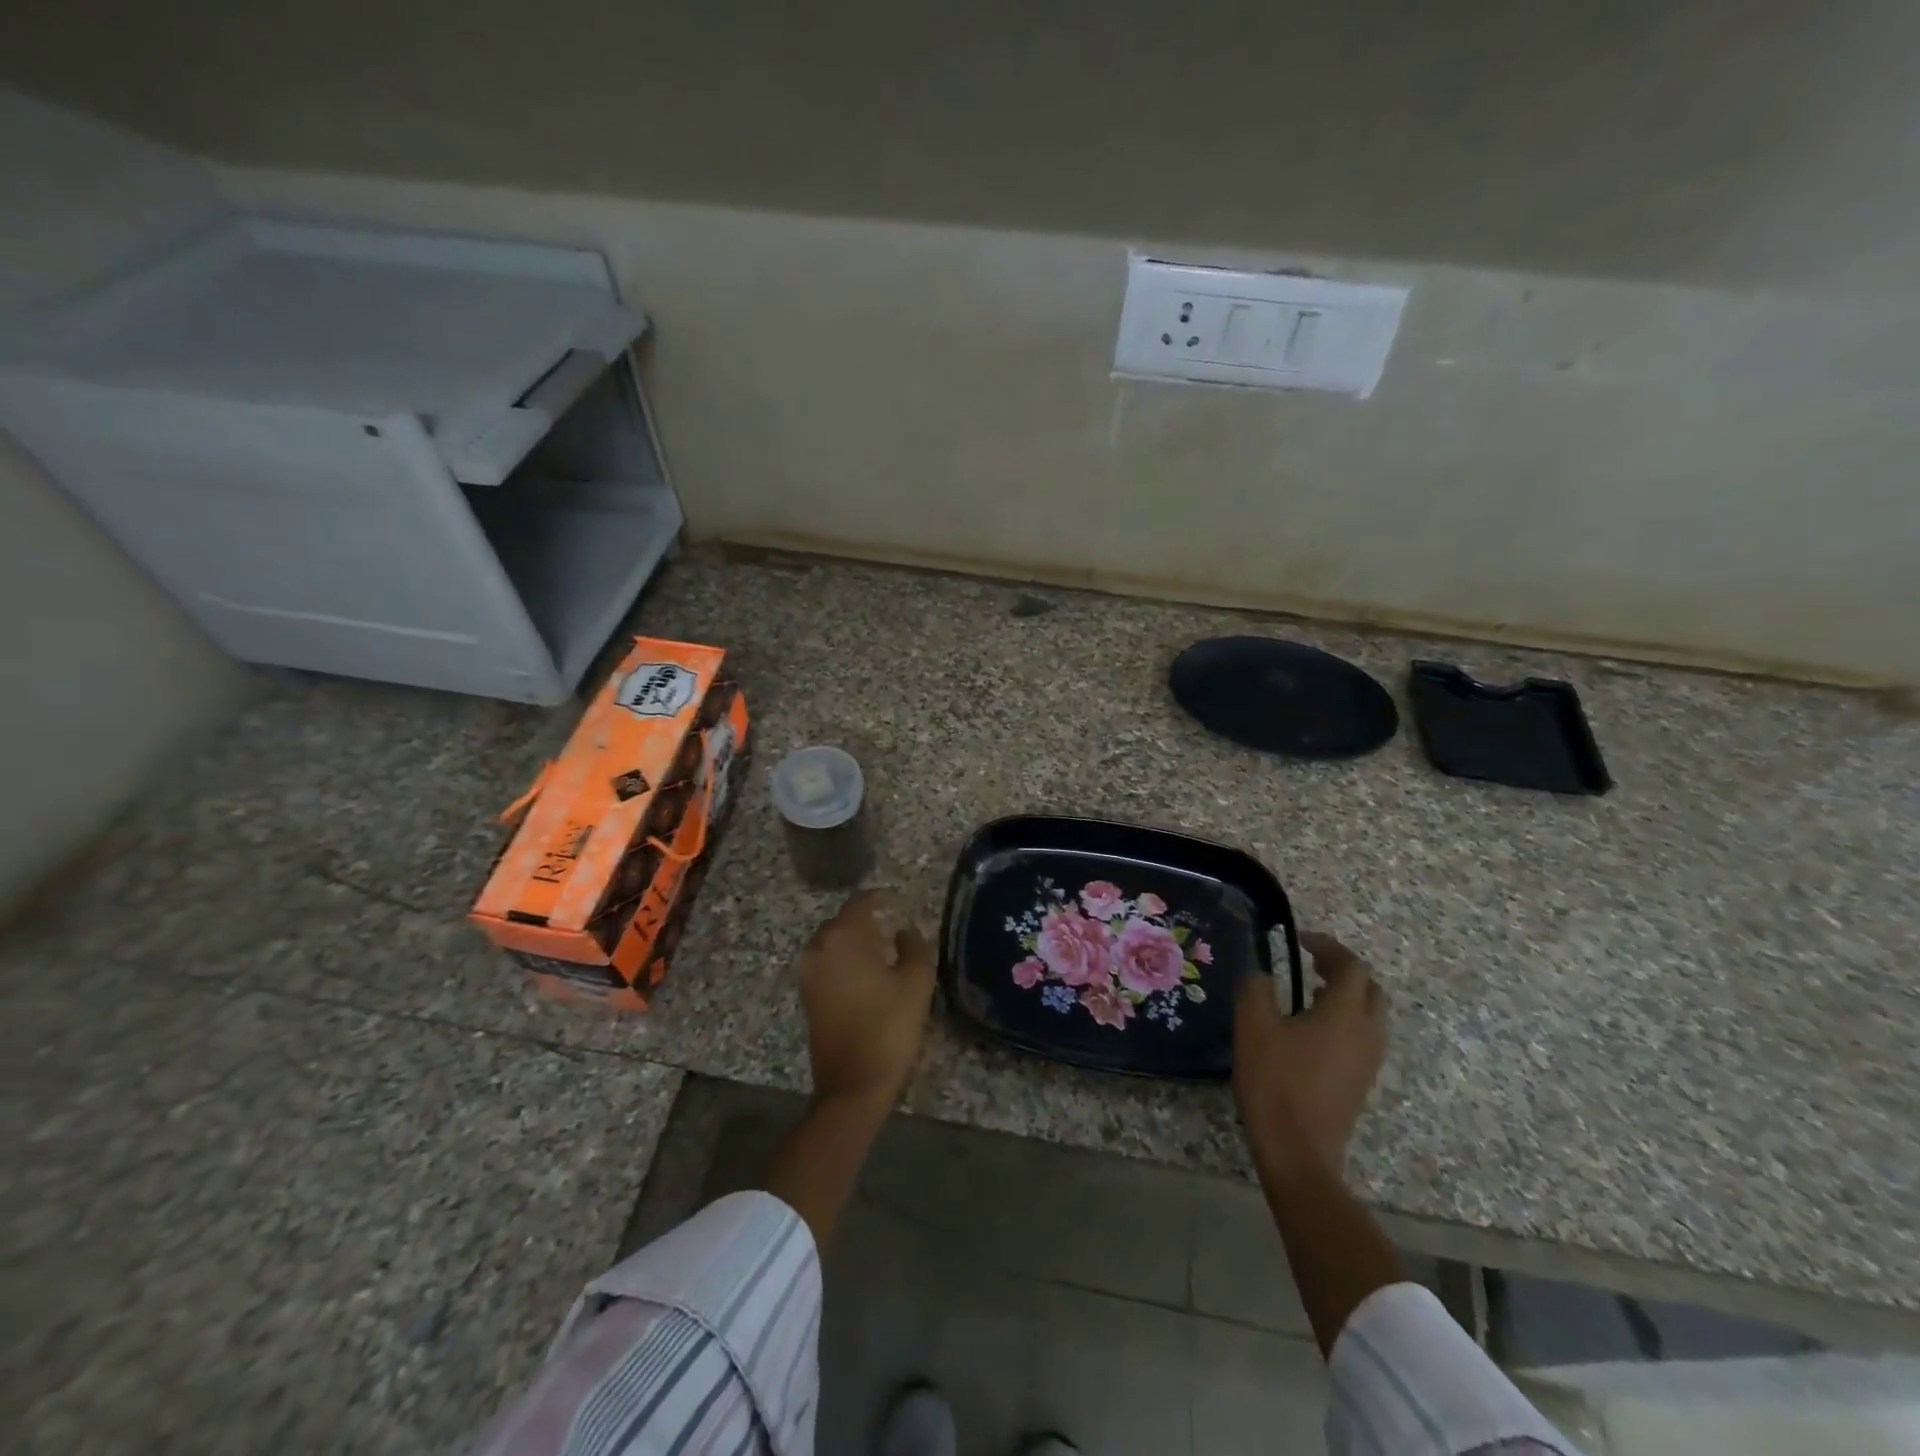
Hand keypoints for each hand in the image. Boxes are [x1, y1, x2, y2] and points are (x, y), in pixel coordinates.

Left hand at [798, 889, 934, 1109]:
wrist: (853, 1084)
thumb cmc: (889, 1026)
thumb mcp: (916, 982)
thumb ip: (914, 946)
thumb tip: (904, 931)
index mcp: (842, 937)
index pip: (861, 903)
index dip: (880, 898)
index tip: (897, 900)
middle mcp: (819, 948)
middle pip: (843, 921)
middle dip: (866, 920)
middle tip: (892, 926)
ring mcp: (808, 973)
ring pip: (833, 943)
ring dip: (855, 942)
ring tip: (882, 950)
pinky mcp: (807, 996)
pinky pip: (827, 963)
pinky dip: (845, 961)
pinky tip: (867, 973)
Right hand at [1233, 931, 1388, 1174]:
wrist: (1299, 1152)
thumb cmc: (1276, 1082)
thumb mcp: (1254, 1026)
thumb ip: (1256, 989)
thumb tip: (1262, 975)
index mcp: (1345, 1013)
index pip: (1351, 966)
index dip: (1328, 947)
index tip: (1300, 941)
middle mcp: (1367, 1033)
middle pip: (1370, 989)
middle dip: (1344, 971)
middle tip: (1311, 965)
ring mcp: (1369, 1061)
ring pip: (1371, 1015)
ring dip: (1346, 997)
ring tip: (1310, 993)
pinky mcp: (1361, 1082)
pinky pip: (1363, 1037)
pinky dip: (1345, 1020)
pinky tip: (1312, 1030)